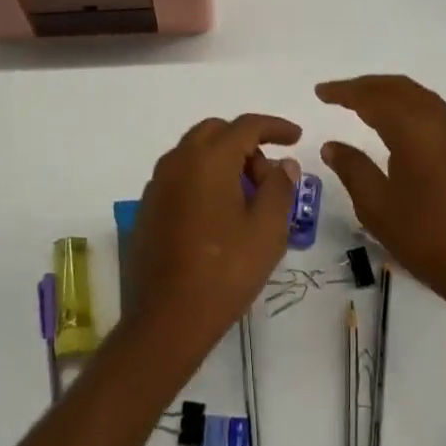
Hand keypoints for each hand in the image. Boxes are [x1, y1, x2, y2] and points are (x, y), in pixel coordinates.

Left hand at [126, 113, 301, 360]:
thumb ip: (280, 188)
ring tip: (247, 199)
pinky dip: (203, 180)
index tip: (297, 138)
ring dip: (223, 162)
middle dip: (247, 143)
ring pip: (195, 153)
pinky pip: (181, 177)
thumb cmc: (224, 271)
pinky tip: (218, 216)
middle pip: (216, 132)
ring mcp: (157, 185)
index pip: (246, 126)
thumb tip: (283, 164)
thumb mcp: (267, 230)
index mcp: (208, 159)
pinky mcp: (148, 208)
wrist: (166, 320)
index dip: (275, 127)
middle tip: (269, 176)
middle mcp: (177, 161)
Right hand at [316, 76, 445, 326]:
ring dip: (388, 93)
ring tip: (362, 103)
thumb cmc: (428, 238)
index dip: (344, 92)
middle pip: (398, 88)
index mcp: (414, 129)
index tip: (320, 91)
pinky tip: (397, 124)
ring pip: (418, 96)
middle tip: (338, 93)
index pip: (372, 98)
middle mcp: (439, 121)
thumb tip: (332, 145)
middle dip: (366, 86)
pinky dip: (407, 106)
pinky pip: (432, 110)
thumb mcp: (377, 207)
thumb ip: (353, 169)